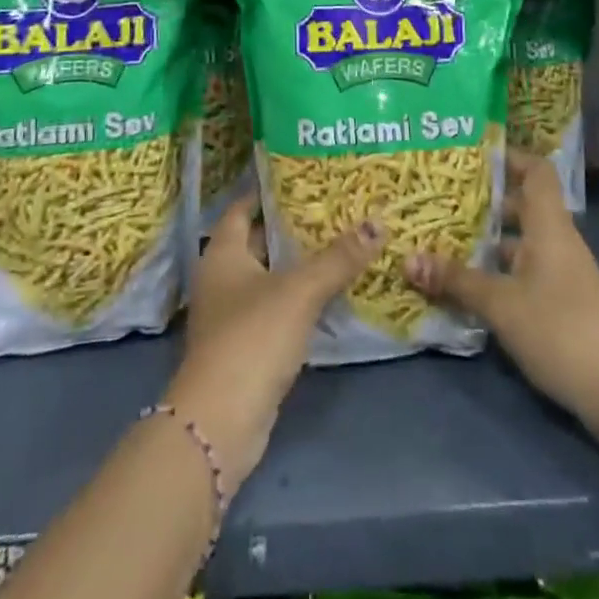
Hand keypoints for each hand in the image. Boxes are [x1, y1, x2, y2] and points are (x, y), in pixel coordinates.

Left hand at [165, 197, 382, 496]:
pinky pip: (275, 308)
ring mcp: (230, 315)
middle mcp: (221, 278)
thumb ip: (338, 258)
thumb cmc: (253, 337)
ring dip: (298, 264)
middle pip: (259, 241)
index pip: (243, 207)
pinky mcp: (245, 347)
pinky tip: (329, 293)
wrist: (221, 422)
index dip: (268, 191)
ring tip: (340, 243)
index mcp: (223, 252)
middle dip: (292, 226)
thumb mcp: (300, 291)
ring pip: (269, 277)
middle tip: (333, 208)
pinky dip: (297, 298)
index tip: (302, 176)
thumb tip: (378, 223)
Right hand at [404, 152, 598, 425]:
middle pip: (522, 205)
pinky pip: (522, 271)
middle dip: (484, 201)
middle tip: (441, 198)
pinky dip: (497, 271)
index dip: (508, 157)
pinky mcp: (560, 303)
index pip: (535, 171)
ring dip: (487, 240)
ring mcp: (560, 273)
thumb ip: (455, 280)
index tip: (470, 156)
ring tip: (443, 238)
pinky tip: (468, 284)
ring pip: (519, 242)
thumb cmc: (561, 330)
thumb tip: (406, 258)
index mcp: (549, 225)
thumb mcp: (501, 304)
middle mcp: (556, 241)